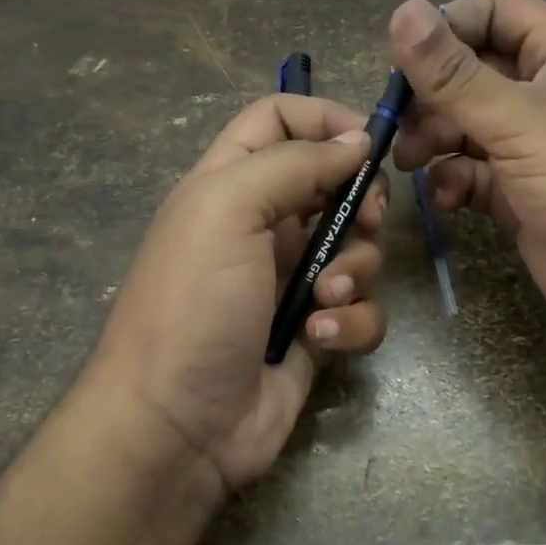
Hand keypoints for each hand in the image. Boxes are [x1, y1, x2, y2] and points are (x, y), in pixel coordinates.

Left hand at [87, 95, 388, 493]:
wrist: (176, 426)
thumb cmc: (193, 302)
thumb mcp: (228, 209)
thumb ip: (294, 162)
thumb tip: (357, 139)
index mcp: (231, 183)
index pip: (279, 118)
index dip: (324, 118)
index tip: (369, 140)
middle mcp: (264, 225)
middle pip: (335, 183)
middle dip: (360, 202)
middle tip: (363, 223)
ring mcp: (292, 281)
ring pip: (358, 250)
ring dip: (354, 271)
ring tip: (321, 300)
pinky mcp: (316, 330)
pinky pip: (360, 309)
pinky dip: (349, 322)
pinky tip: (318, 339)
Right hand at [390, 0, 545, 355]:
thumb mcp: (521, 120)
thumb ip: (454, 73)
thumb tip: (401, 9)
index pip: (496, 12)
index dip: (448, 25)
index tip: (404, 59)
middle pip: (473, 72)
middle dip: (432, 95)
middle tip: (397, 122)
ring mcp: (537, 148)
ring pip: (468, 126)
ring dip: (435, 139)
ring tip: (411, 163)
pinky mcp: (524, 195)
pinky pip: (476, 174)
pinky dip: (455, 181)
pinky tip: (446, 199)